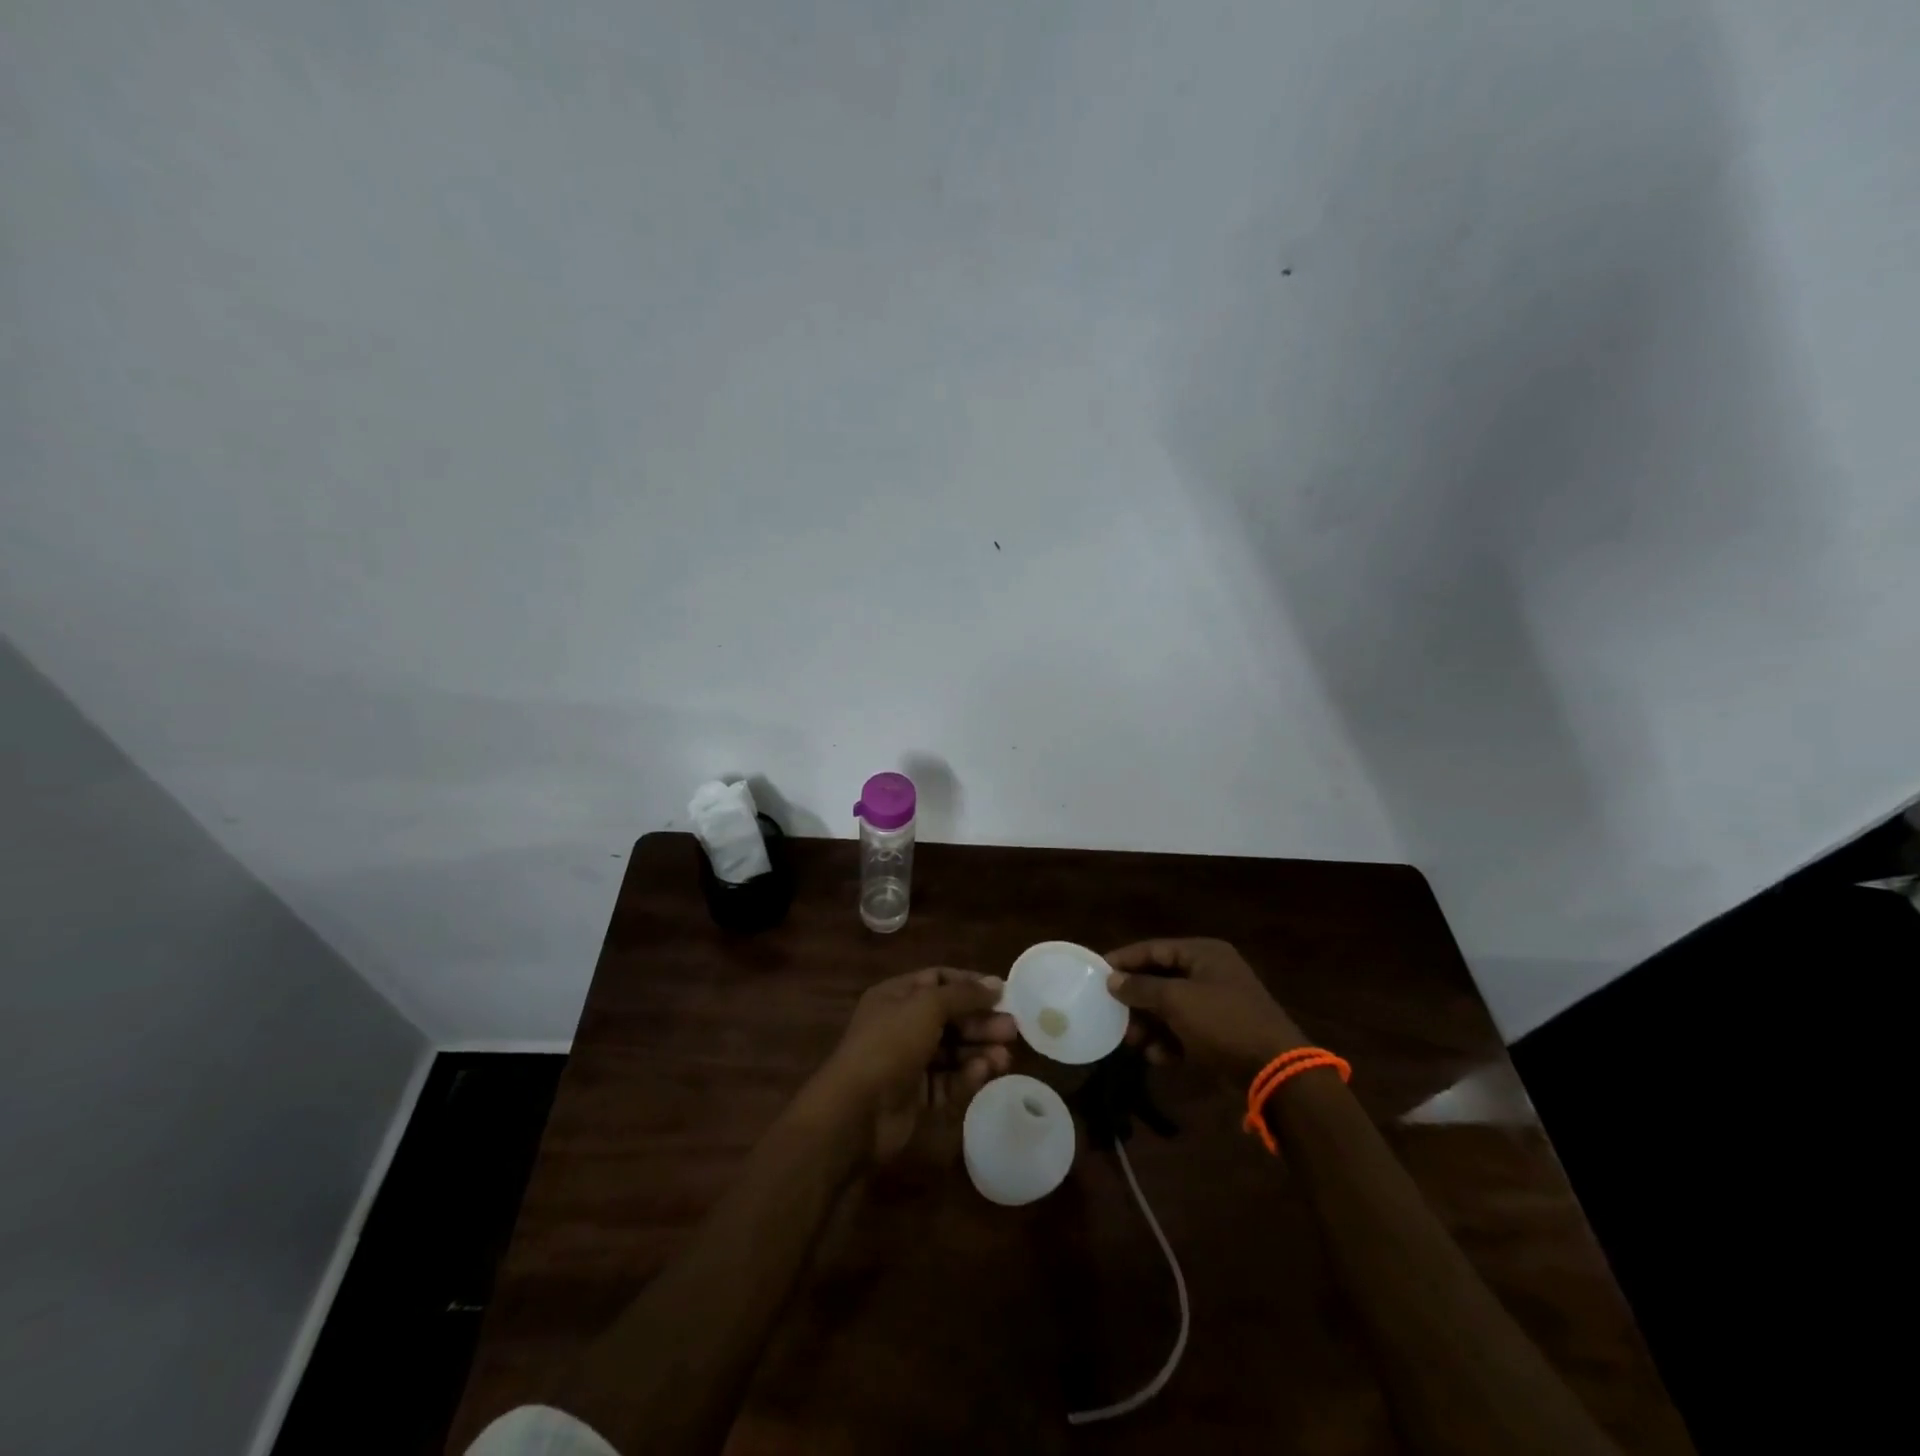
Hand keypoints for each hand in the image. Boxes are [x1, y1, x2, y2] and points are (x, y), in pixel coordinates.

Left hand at [807, 967, 1016, 1161]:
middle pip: (949, 1017)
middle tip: (1012, 1029)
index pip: (938, 980)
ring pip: (952, 1051)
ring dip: (979, 1050)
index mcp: (896, 996)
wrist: (856, 1111)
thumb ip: (964, 995)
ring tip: (1006, 1057)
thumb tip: (996, 984)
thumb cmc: (890, 1044)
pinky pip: (948, 1081)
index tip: (1002, 993)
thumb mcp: (927, 1007)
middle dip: (981, 1021)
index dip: (969, 984)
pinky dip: (966, 1076)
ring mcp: (908, 1062)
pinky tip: (985, 1073)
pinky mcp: (916, 1096)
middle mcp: (902, 1025)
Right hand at [1105, 938, 1306, 1074]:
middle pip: (1160, 979)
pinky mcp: (1220, 1034)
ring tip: (1133, 1042)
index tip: (1097, 972)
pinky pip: (1184, 1031)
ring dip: (1149, 1024)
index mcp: (1204, 954)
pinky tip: (1158, 1057)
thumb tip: (1111, 980)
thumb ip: (1141, 987)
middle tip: (1112, 1014)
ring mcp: (1217, 1004)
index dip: (1125, 960)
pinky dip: (1169, 1042)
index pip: (1154, 949)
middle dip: (1136, 999)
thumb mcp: (1176, 1000)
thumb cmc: (1222, 1022)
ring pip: (1170, 1008)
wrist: (1274, 1071)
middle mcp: (1210, 973)